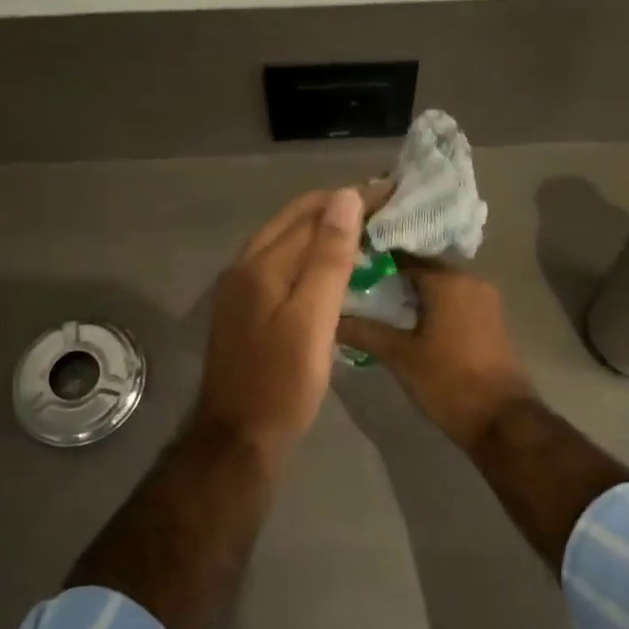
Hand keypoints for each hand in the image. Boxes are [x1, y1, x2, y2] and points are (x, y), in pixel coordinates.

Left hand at [195, 188, 365, 465]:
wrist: (238, 436)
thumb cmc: (283, 382)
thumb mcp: (313, 319)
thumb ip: (328, 258)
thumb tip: (345, 197)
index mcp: (261, 264)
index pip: (311, 212)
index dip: (351, 199)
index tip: (390, 192)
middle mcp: (243, 266)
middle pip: (292, 221)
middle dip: (335, 208)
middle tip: (380, 207)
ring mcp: (237, 289)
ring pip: (282, 242)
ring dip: (319, 230)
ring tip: (360, 231)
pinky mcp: (241, 309)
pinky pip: (276, 265)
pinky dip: (304, 255)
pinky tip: (326, 268)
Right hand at [335, 258, 538, 454]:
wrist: (503, 420)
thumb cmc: (448, 381)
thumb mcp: (400, 356)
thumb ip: (364, 331)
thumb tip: (330, 319)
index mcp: (448, 280)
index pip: (402, 256)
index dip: (372, 262)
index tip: (347, 270)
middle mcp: (470, 280)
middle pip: (422, 269)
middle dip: (390, 278)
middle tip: (356, 289)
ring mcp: (485, 301)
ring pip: (439, 287)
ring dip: (410, 294)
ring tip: (375, 307)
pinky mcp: (490, 321)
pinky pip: (453, 302)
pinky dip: (430, 307)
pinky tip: (406, 324)